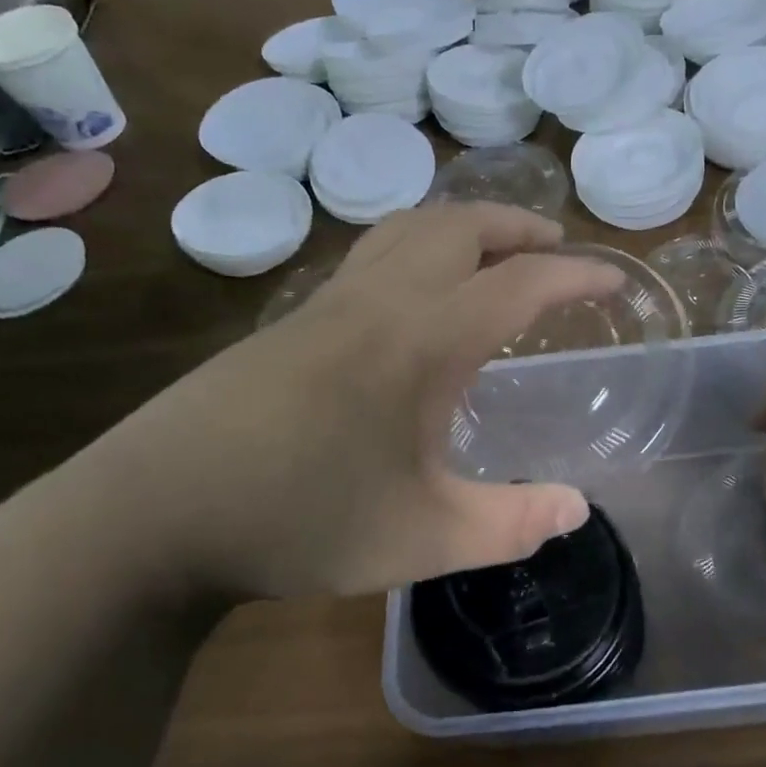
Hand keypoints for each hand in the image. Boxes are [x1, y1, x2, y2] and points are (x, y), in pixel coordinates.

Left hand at [71, 203, 623, 600]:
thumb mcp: (423, 539)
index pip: (520, 284)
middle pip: (461, 227)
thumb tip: (578, 509)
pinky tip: (418, 298)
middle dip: (519, 228)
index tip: (614, 278)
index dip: (577, 275)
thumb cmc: (299, 521)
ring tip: (495, 255)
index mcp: (423, 340)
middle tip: (557, 250)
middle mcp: (380, 301)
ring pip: (408, 229)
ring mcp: (327, 304)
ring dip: (465, 227)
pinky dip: (419, 248)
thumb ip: (511, 523)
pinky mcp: (292, 321)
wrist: (151, 516)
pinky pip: (373, 255)